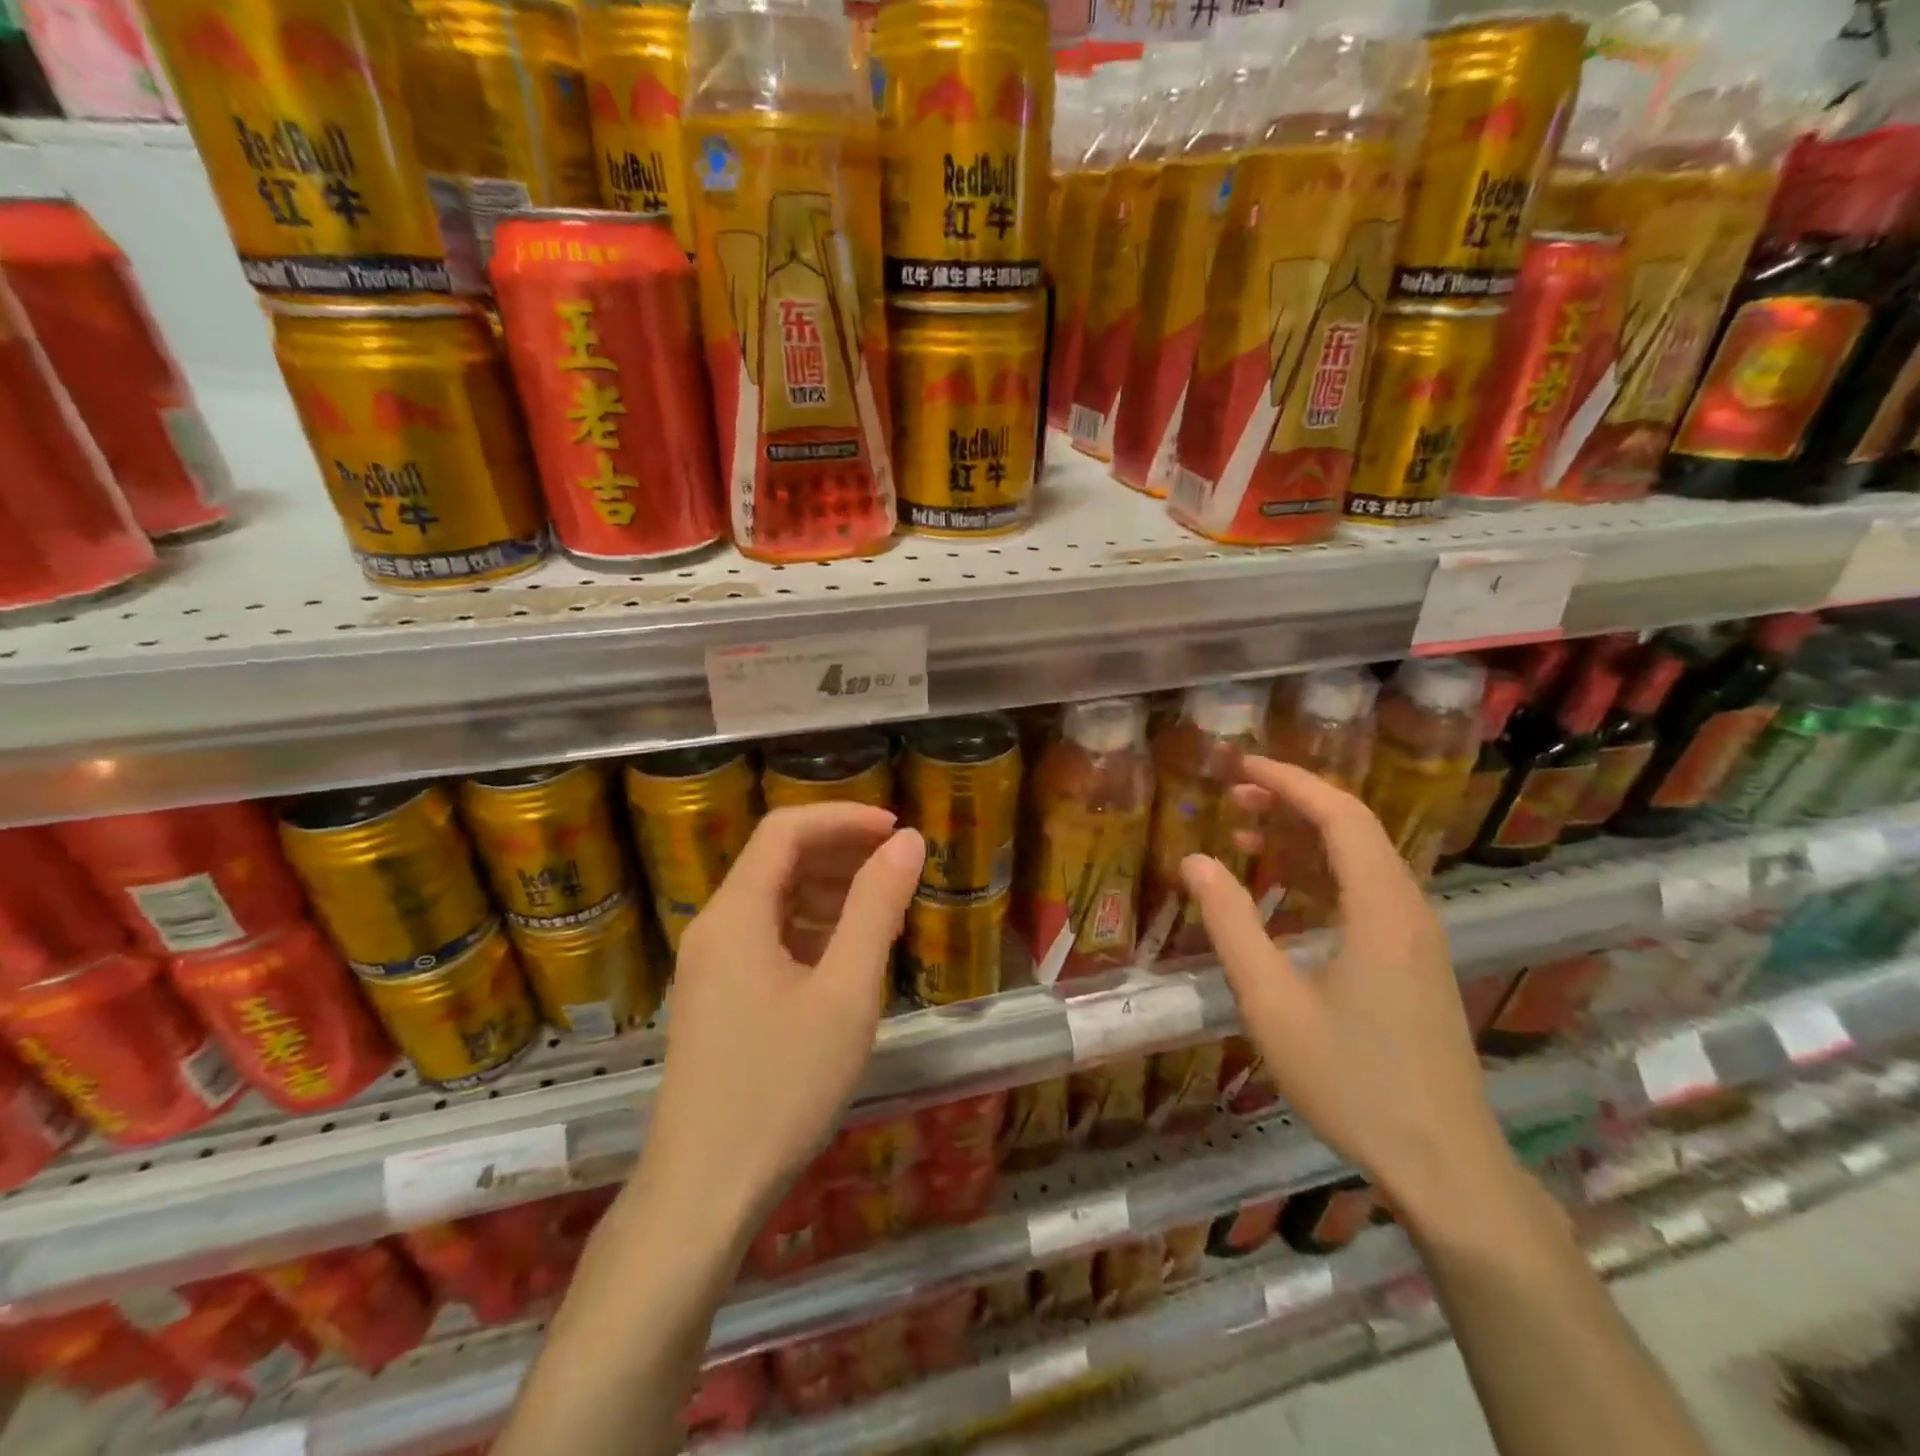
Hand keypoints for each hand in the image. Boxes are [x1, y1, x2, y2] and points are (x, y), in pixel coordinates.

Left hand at [643, 804, 924, 1226]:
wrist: (705, 1190)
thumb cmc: (781, 1086)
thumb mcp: (846, 992)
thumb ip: (876, 908)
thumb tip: (908, 842)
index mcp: (736, 913)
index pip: (785, 830)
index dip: (843, 818)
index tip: (895, 831)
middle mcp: (715, 926)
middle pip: (777, 860)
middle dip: (839, 851)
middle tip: (897, 867)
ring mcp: (711, 964)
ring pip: (773, 899)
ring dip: (828, 890)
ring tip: (882, 907)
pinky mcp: (717, 995)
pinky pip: (766, 936)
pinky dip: (810, 927)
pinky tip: (847, 954)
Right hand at [1183, 757, 1524, 1232]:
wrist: (1443, 1163)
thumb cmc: (1352, 1080)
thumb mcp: (1272, 1002)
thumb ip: (1232, 925)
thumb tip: (1194, 862)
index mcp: (1381, 908)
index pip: (1339, 815)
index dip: (1289, 781)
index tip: (1240, 766)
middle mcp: (1407, 908)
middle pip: (1353, 828)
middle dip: (1292, 802)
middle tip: (1233, 799)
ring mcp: (1416, 936)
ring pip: (1360, 859)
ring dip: (1304, 838)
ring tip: (1246, 838)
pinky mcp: (1414, 961)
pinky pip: (1366, 892)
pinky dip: (1320, 874)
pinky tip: (1283, 894)